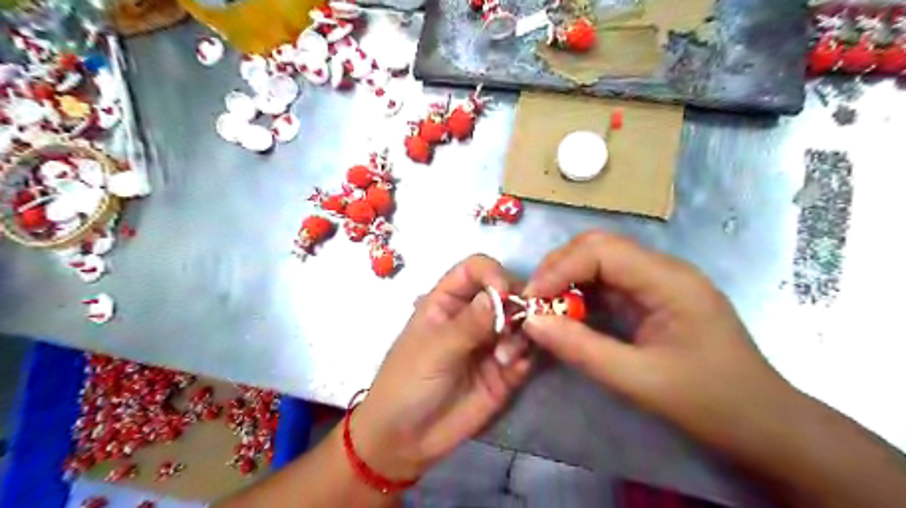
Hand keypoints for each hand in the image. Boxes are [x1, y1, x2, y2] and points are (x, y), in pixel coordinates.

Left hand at [349, 255, 532, 482]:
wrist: (406, 439)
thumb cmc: (408, 383)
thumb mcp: (435, 349)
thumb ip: (469, 323)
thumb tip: (501, 293)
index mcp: (447, 301)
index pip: (475, 270)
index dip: (493, 274)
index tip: (505, 293)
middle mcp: (473, 316)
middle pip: (506, 292)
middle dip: (516, 304)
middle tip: (520, 323)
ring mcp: (490, 343)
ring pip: (520, 322)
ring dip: (521, 334)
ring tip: (504, 358)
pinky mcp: (504, 370)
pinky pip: (525, 353)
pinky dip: (526, 356)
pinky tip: (513, 370)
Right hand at [521, 230, 794, 448]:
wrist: (764, 424)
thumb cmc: (710, 402)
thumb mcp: (639, 380)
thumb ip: (581, 348)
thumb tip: (531, 322)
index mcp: (668, 279)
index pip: (600, 250)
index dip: (558, 269)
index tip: (530, 301)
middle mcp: (662, 269)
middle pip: (597, 247)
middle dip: (558, 270)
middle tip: (532, 302)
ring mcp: (657, 282)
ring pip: (598, 262)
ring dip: (565, 280)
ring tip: (543, 308)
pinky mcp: (651, 298)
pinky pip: (607, 283)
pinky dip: (580, 294)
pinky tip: (567, 313)